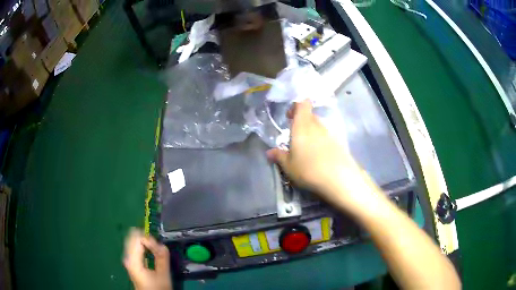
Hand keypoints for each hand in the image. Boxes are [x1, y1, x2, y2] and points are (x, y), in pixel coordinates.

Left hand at [123, 228, 172, 289]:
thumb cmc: (156, 288)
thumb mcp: (163, 275)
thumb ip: (162, 258)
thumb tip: (163, 245)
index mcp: (133, 260)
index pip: (137, 238)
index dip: (150, 240)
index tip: (160, 248)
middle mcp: (127, 257)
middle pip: (133, 237)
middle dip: (146, 239)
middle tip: (158, 247)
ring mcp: (127, 259)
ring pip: (133, 241)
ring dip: (145, 242)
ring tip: (156, 250)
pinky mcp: (130, 261)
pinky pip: (134, 247)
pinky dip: (142, 246)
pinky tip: (150, 251)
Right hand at [267, 100, 369, 208]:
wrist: (339, 178)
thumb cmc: (308, 169)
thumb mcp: (288, 166)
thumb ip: (279, 156)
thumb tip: (269, 152)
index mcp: (302, 125)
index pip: (302, 104)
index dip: (296, 106)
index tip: (290, 116)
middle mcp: (317, 125)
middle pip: (310, 116)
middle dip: (302, 122)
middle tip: (295, 135)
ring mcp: (330, 133)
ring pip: (319, 127)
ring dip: (312, 133)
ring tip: (306, 148)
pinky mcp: (339, 143)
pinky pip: (327, 137)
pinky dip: (321, 142)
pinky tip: (319, 156)